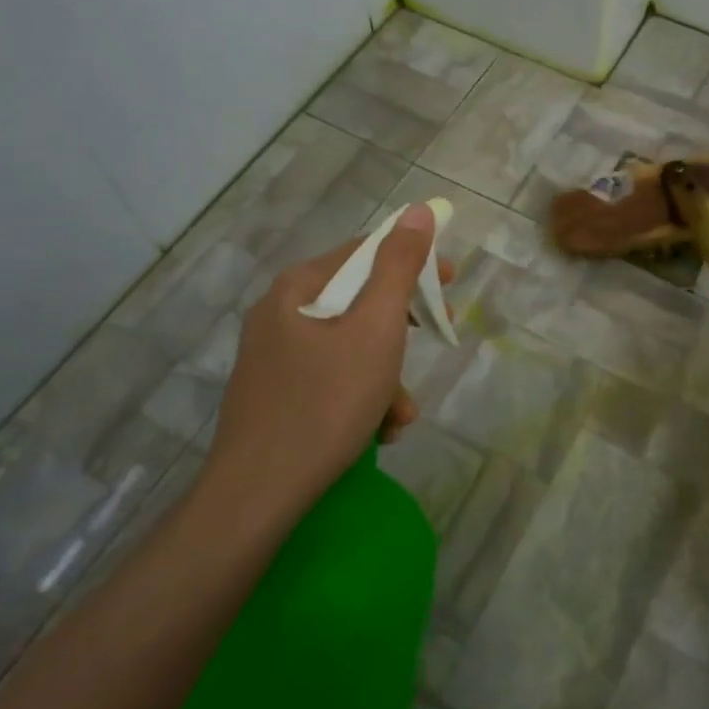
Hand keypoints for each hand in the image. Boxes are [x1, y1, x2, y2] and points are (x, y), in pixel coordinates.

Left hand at [202, 203, 444, 525]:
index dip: (414, 261)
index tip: (452, 283)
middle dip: (402, 330)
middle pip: (359, 301)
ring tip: (400, 416)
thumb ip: (398, 267)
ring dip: (386, 375)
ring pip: (349, 346)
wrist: (256, 496)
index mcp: (298, 287)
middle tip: (437, 337)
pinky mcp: (274, 394)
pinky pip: (330, 378)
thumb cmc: (325, 403)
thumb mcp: (376, 329)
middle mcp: (279, 313)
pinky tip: (375, 432)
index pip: (365, 252)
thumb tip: (416, 212)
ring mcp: (273, 356)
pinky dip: (360, 397)